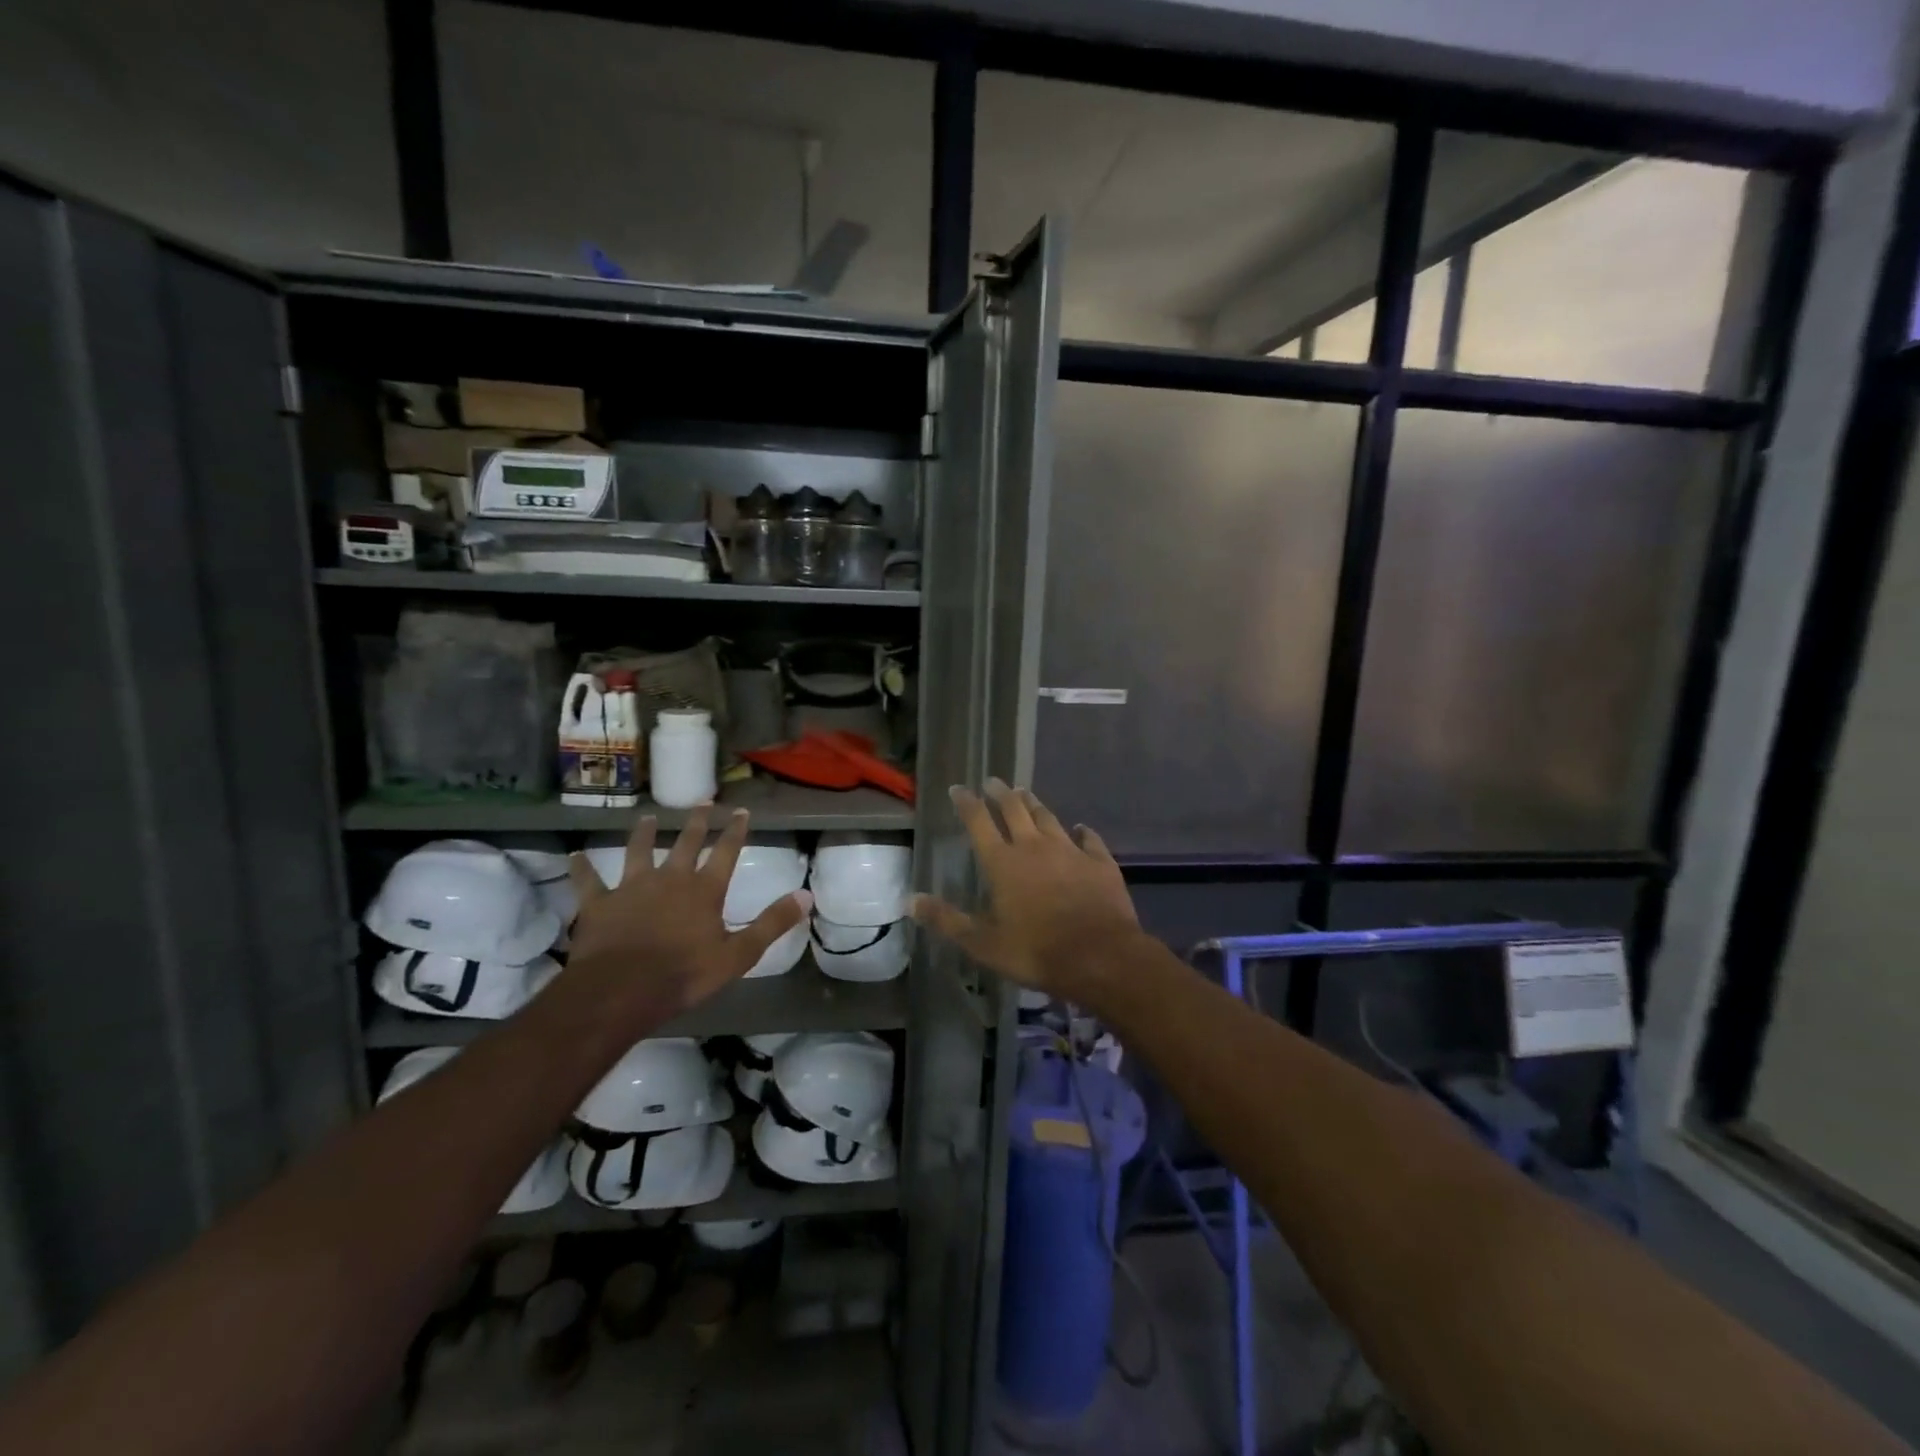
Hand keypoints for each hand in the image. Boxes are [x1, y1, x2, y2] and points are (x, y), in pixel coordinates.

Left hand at [564, 808, 809, 1021]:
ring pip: (638, 851)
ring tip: (646, 818)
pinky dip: (583, 868)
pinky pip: (589, 881)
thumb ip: (772, 923)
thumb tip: (806, 895)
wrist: (621, 990)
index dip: (735, 830)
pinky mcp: (599, 903)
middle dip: (696, 821)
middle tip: (702, 801)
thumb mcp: (739, 954)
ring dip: (643, 834)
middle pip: (685, 842)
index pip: (726, 851)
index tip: (741, 811)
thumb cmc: (684, 974)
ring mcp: (631, 887)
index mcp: (704, 890)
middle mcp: (670, 878)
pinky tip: (576, 856)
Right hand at [912, 780, 1142, 1003]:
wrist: (1101, 957)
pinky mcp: (1100, 863)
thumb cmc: (1036, 952)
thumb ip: (947, 920)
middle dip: (1001, 794)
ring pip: (1048, 818)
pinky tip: (1081, 828)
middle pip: (1015, 810)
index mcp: (1003, 863)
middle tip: (993, 781)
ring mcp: (1070, 851)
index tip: (958, 788)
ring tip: (1025, 793)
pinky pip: (1089, 839)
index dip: (967, 804)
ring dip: (1034, 804)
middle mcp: (1035, 847)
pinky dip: (1082, 831)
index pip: (979, 823)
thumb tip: (909, 901)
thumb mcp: (983, 944)